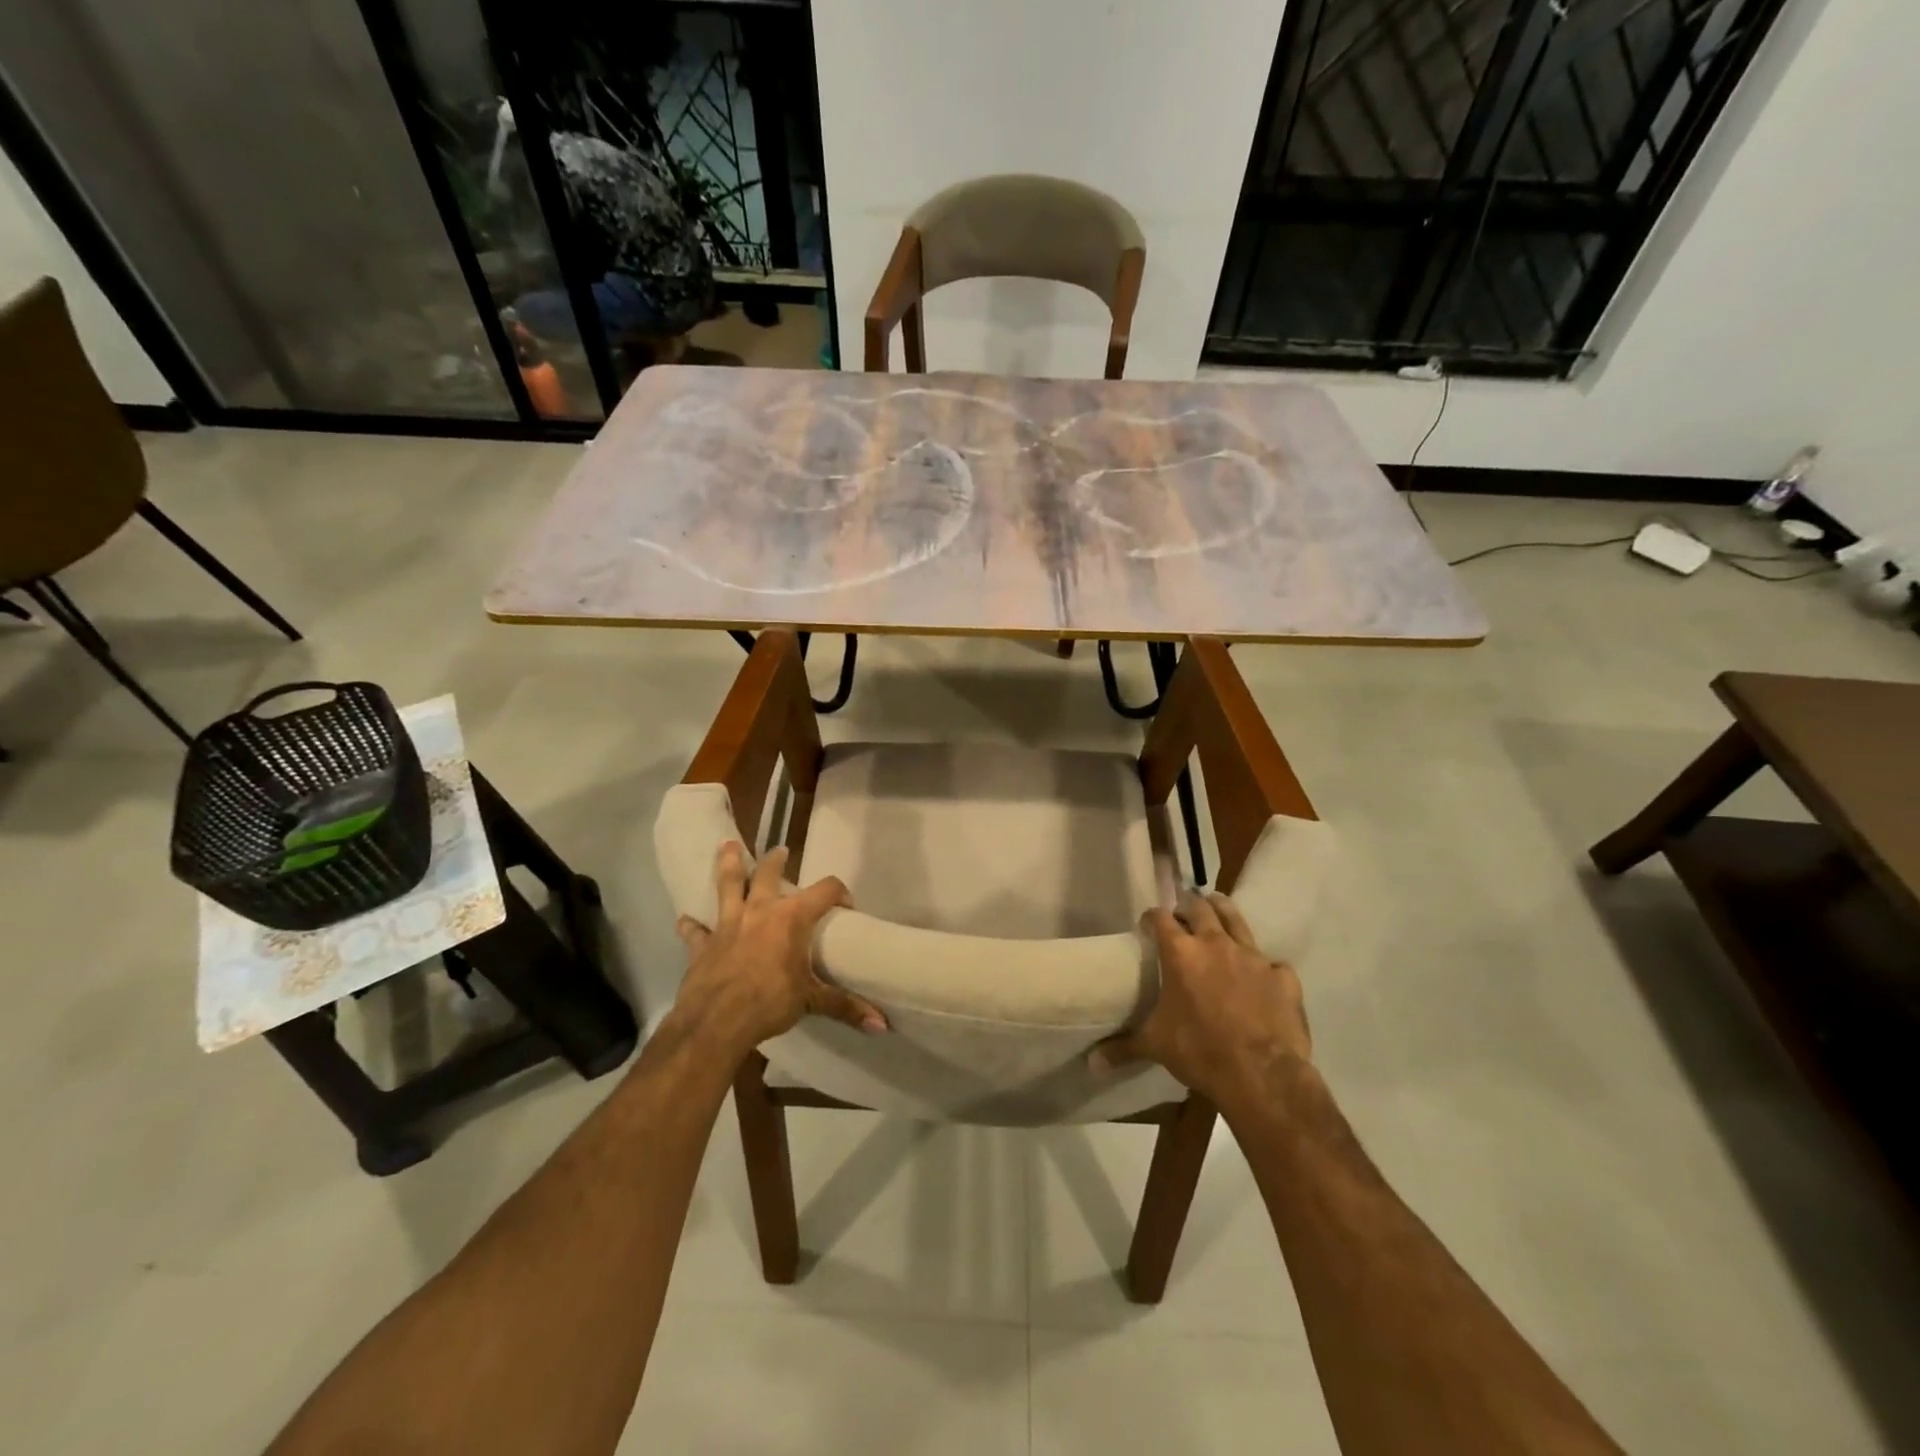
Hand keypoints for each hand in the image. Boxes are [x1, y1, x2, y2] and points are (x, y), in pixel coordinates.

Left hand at [672, 841, 886, 1057]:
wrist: (715, 1023)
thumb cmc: (769, 1003)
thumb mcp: (811, 1002)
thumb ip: (845, 1006)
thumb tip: (882, 1025)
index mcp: (791, 918)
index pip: (825, 890)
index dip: (839, 893)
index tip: (846, 905)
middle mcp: (760, 911)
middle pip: (769, 875)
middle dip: (776, 861)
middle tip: (780, 851)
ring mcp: (727, 924)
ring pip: (728, 885)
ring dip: (729, 865)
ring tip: (727, 846)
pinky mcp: (702, 944)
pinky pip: (695, 931)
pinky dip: (692, 925)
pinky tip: (685, 920)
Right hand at [1092, 891, 1310, 1110]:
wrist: (1261, 1074)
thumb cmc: (1199, 1051)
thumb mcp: (1155, 1045)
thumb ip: (1124, 1046)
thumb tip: (1092, 1062)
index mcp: (1181, 953)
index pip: (1160, 918)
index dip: (1152, 918)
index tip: (1148, 924)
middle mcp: (1216, 944)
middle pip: (1200, 908)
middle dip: (1189, 907)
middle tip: (1184, 915)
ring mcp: (1253, 957)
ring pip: (1237, 920)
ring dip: (1224, 912)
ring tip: (1217, 910)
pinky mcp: (1282, 977)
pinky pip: (1273, 963)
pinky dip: (1265, 967)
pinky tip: (1262, 977)